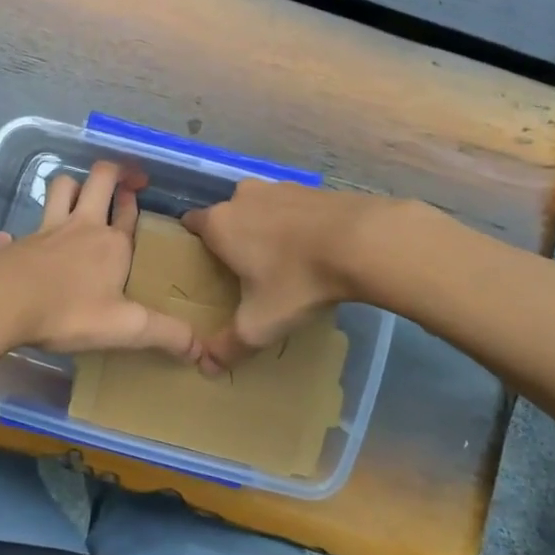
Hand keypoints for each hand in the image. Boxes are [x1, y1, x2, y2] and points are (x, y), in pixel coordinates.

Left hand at [0, 161, 204, 363]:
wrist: (3, 302)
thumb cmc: (69, 311)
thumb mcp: (125, 328)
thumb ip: (166, 334)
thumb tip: (203, 350)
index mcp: (112, 244)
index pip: (129, 212)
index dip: (134, 200)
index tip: (140, 193)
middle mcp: (83, 227)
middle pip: (99, 180)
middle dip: (112, 172)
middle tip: (121, 179)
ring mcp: (49, 230)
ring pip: (62, 187)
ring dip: (74, 185)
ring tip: (80, 194)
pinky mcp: (22, 241)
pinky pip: (28, 224)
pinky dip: (33, 226)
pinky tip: (28, 239)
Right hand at [182, 181, 388, 371]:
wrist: (362, 241)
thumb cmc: (297, 280)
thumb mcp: (260, 323)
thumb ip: (228, 346)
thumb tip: (204, 367)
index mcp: (220, 223)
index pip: (192, 225)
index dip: (195, 244)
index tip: (206, 268)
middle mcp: (242, 197)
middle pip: (228, 217)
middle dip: (234, 239)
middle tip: (246, 272)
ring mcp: (278, 187)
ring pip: (260, 209)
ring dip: (266, 230)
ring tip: (283, 262)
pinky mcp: (311, 189)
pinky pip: (291, 208)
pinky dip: (295, 224)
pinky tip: (312, 249)